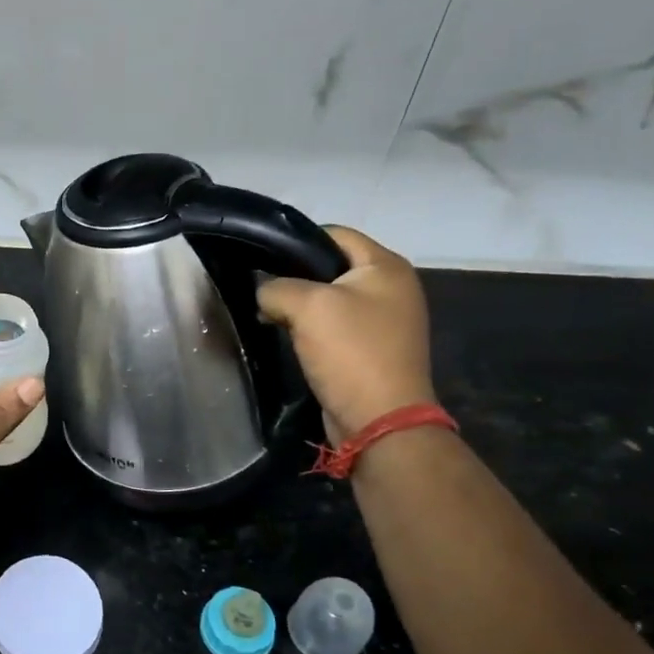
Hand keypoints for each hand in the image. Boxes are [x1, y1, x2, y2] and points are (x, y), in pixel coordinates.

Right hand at [257, 227, 435, 441]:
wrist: (379, 420)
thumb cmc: (350, 352)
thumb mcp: (306, 306)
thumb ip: (275, 287)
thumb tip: (264, 292)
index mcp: (386, 266)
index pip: (334, 234)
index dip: (296, 242)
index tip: (262, 259)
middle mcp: (391, 288)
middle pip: (330, 266)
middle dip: (294, 277)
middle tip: (262, 291)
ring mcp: (384, 320)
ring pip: (328, 299)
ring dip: (298, 306)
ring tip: (268, 316)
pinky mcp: (371, 348)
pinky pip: (334, 326)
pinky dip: (309, 328)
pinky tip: (286, 336)